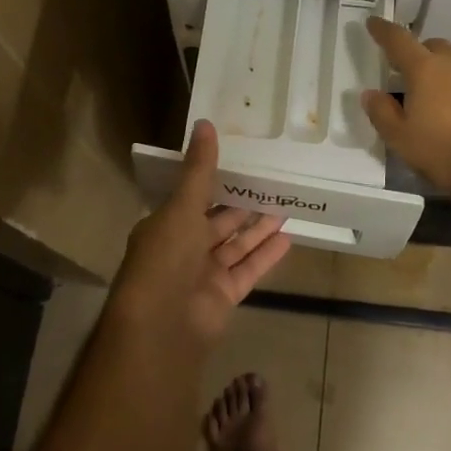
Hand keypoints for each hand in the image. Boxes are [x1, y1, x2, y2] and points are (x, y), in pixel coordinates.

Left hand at [112, 120, 291, 343]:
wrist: (162, 327)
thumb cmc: (165, 258)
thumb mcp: (182, 206)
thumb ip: (199, 169)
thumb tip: (205, 122)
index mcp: (166, 225)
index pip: (193, 197)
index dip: (215, 180)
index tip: (242, 161)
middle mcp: (183, 248)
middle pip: (218, 221)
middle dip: (242, 203)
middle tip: (272, 181)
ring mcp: (204, 274)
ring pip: (236, 244)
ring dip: (259, 227)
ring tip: (285, 204)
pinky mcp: (224, 295)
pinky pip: (248, 269)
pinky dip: (266, 254)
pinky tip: (288, 236)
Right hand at [362, 17, 450, 204]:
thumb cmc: (450, 154)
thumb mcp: (404, 142)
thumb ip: (382, 114)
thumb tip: (369, 94)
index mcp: (425, 70)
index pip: (398, 41)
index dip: (383, 30)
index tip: (374, 22)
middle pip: (433, 47)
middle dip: (419, 55)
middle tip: (412, 77)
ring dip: (448, 71)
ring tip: (445, 98)